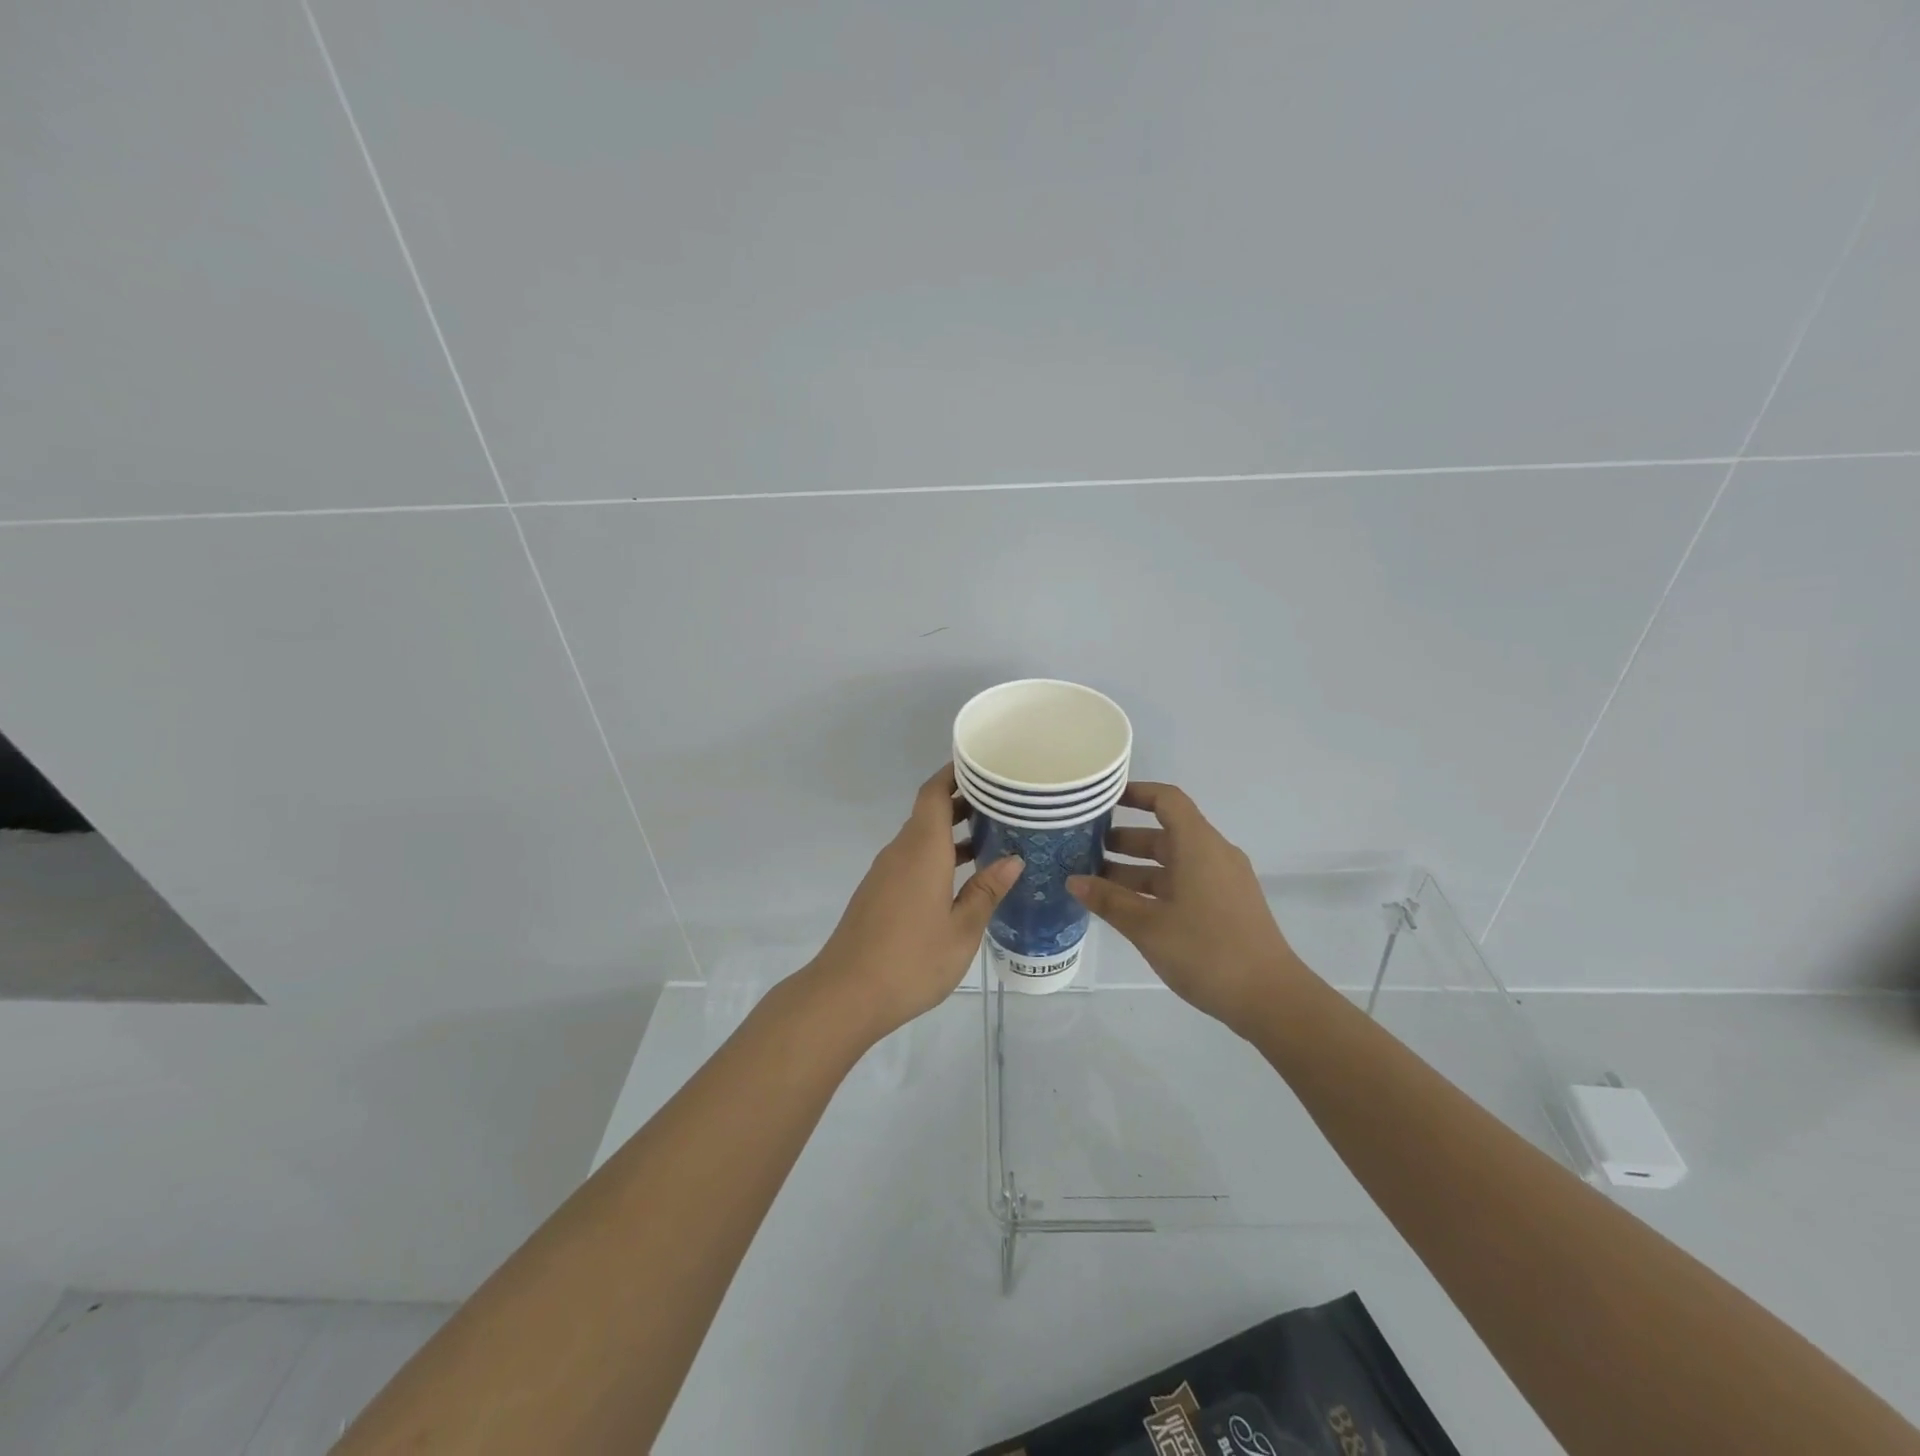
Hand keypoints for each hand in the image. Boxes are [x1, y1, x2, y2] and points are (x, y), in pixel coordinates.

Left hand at [807, 764, 1023, 1041]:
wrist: (846, 994)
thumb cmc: (911, 960)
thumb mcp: (961, 929)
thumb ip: (986, 891)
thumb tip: (1013, 860)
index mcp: (921, 849)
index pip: (934, 793)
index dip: (955, 774)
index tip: (983, 766)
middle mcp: (900, 852)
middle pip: (928, 812)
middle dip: (962, 802)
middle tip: (1003, 803)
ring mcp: (885, 873)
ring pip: (920, 838)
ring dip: (951, 833)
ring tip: (992, 838)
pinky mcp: (878, 894)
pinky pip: (911, 860)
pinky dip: (937, 856)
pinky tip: (962, 878)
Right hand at [1068, 782, 1306, 1033]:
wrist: (1270, 999)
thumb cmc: (1206, 951)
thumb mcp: (1147, 926)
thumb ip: (1108, 900)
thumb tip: (1073, 881)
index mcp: (1198, 846)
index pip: (1166, 800)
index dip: (1135, 793)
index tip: (1102, 799)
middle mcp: (1213, 855)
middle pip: (1165, 833)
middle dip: (1124, 840)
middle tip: (1084, 849)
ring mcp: (1224, 881)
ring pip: (1173, 862)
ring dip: (1136, 868)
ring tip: (1096, 883)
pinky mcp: (1227, 906)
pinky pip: (1185, 882)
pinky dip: (1155, 887)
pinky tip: (1128, 909)